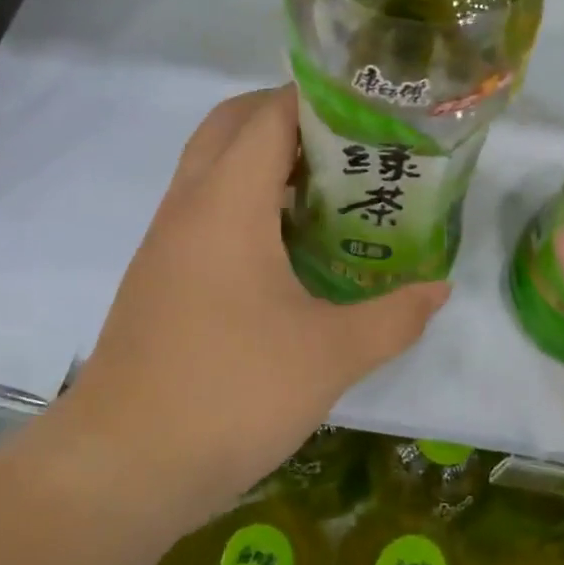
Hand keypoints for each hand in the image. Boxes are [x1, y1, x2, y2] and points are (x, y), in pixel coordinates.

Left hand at [59, 86, 448, 535]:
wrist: (123, 467)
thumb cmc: (231, 393)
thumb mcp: (330, 356)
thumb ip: (395, 317)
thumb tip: (440, 289)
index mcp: (226, 203)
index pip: (270, 114)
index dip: (319, 97)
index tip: (371, 106)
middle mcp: (188, 205)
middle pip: (232, 125)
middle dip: (288, 116)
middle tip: (350, 142)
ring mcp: (166, 241)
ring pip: (212, 166)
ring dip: (264, 158)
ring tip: (330, 186)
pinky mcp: (159, 275)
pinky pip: (204, 208)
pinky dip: (245, 199)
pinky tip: (288, 244)